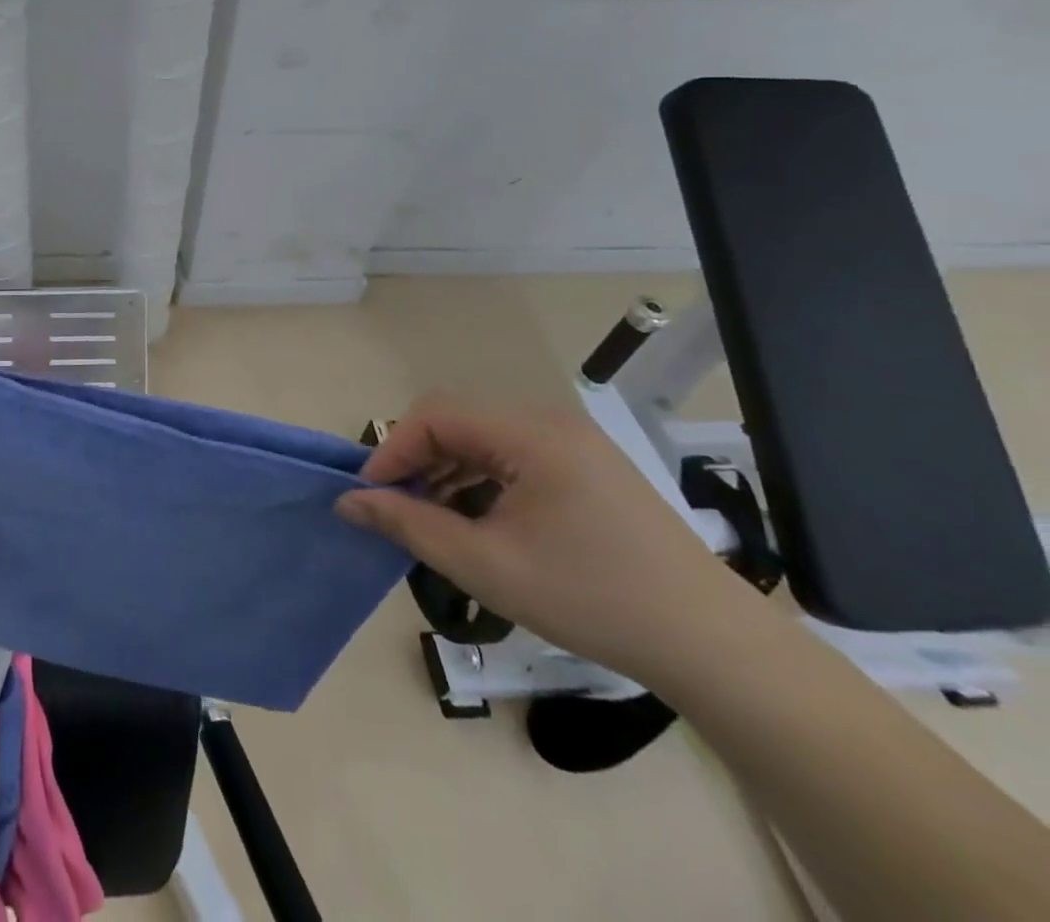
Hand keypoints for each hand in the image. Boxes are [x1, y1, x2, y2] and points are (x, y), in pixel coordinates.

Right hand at [336, 393, 755, 684]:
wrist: (713, 646)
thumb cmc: (592, 599)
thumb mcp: (486, 566)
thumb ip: (410, 525)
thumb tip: (348, 501)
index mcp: (529, 433)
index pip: (434, 416)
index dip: (392, 450)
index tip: (369, 496)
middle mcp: (549, 421)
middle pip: (457, 420)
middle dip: (417, 460)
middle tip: (396, 509)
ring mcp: (572, 442)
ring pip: (482, 438)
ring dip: (447, 470)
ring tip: (432, 520)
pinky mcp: (586, 466)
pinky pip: (513, 456)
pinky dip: (481, 479)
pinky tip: (478, 521)